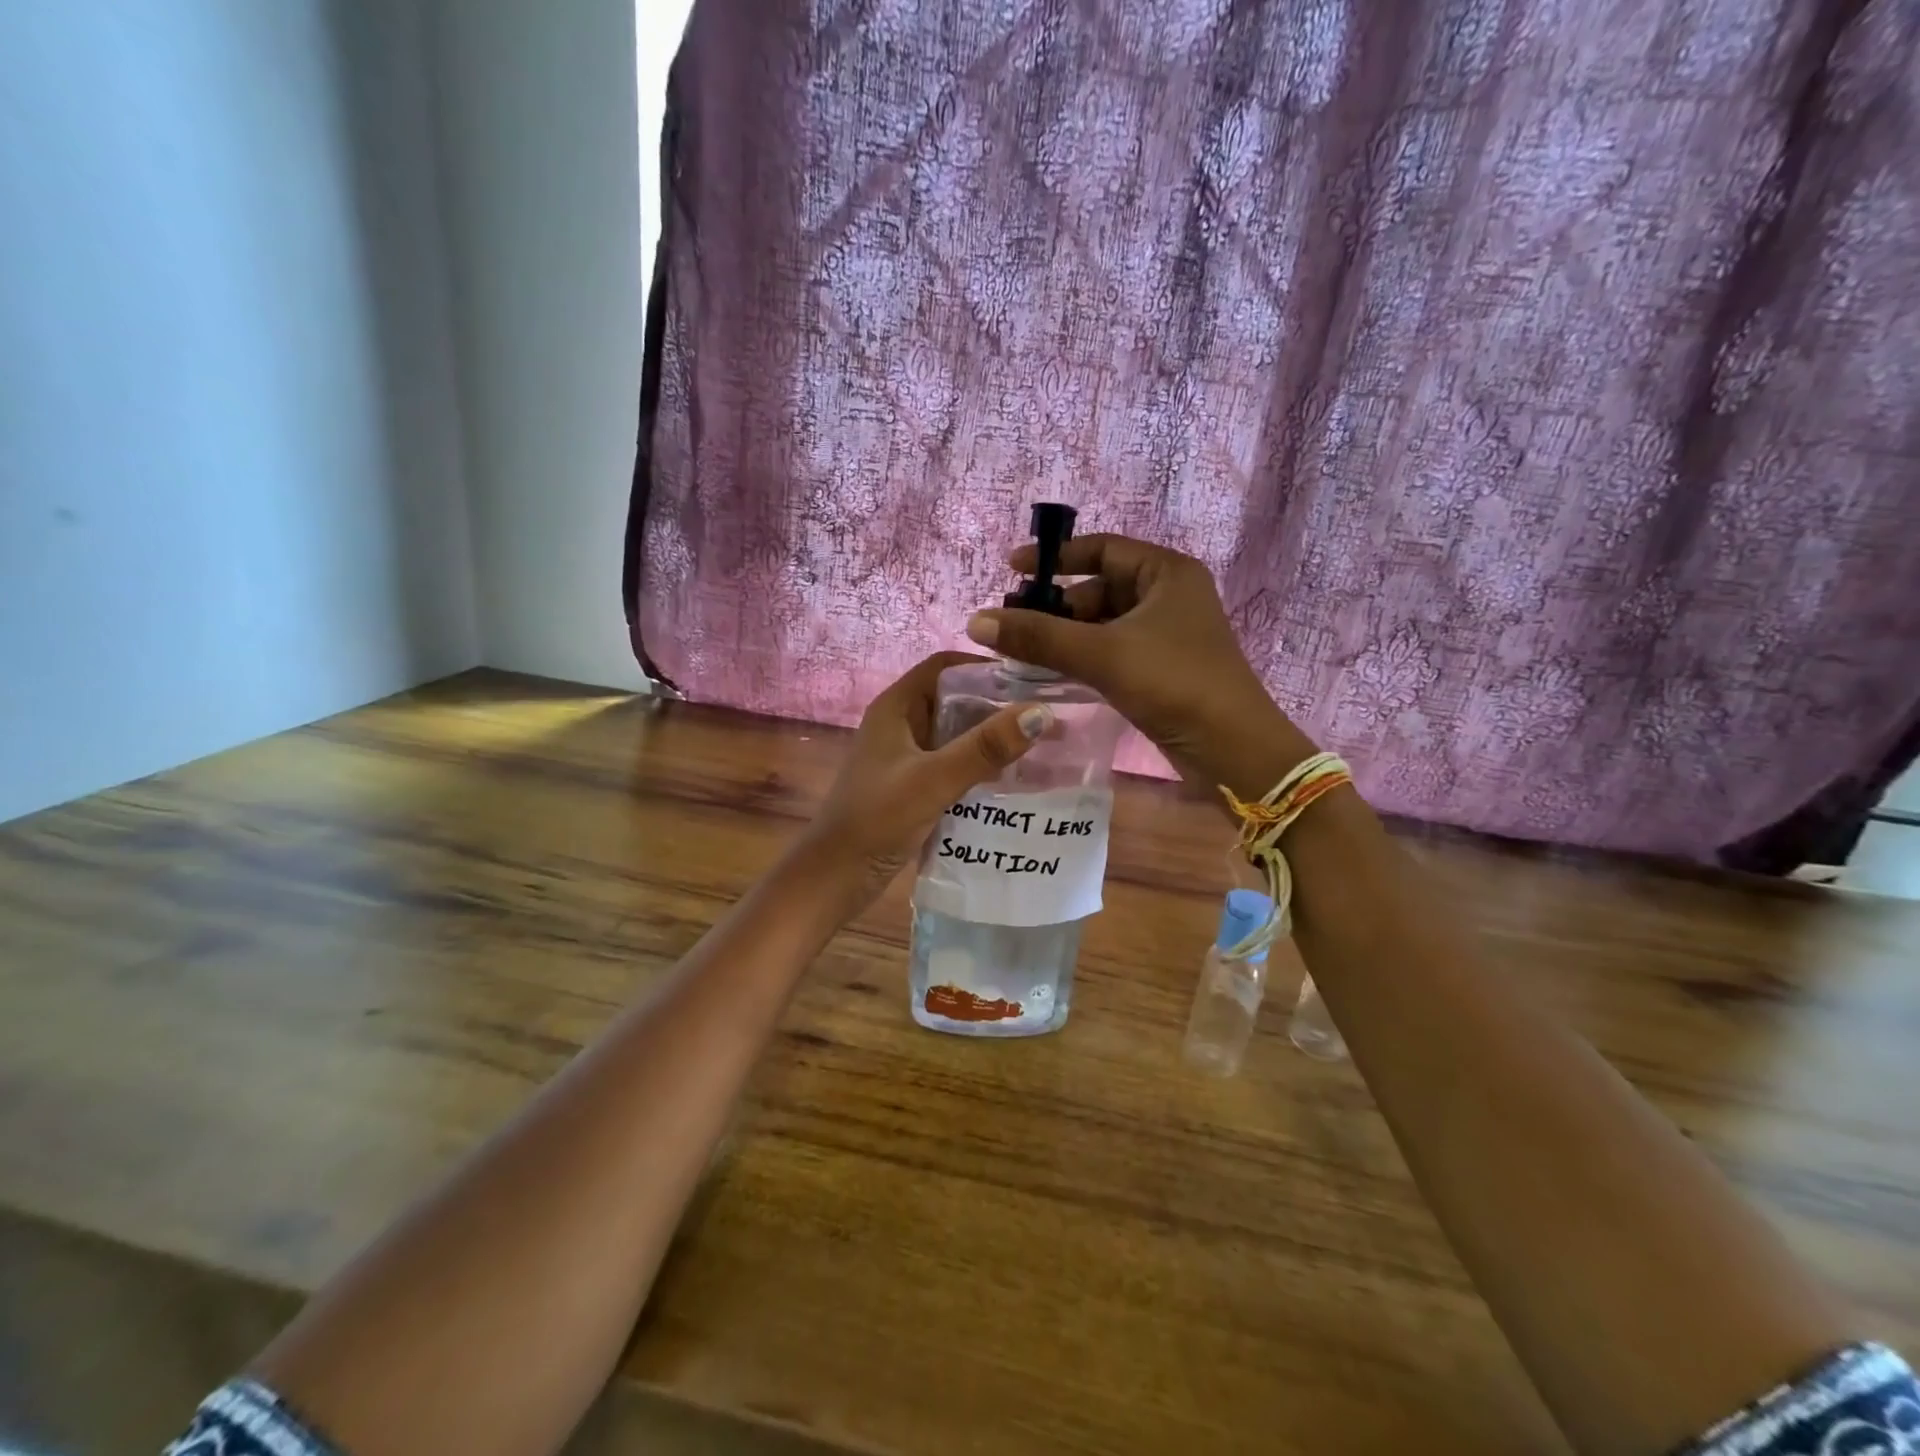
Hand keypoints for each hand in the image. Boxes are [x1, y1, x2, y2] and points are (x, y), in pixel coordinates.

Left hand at [795, 652, 1050, 905]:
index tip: (1031, 678)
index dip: (984, 667)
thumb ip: (984, 747)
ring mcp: (906, 758)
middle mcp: (901, 726)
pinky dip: (981, 766)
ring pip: (956, 735)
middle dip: (997, 705)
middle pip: (954, 700)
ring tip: (1040, 745)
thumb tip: (1041, 712)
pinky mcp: (913, 787)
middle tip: (1047, 715)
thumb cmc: (877, 819)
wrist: (835, 877)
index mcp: (896, 708)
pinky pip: (954, 765)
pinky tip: (1014, 780)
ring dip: (991, 738)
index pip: (944, 667)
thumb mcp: (933, 779)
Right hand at [963, 534, 1314, 795]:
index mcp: (1166, 574)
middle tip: (1012, 624)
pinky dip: (1081, 657)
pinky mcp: (1161, 669)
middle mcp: (1168, 596)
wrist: (1233, 750)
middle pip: (1099, 588)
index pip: (1102, 549)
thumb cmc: (1174, 684)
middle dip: (1055, 605)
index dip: (1056, 557)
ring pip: (1103, 624)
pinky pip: (1111, 651)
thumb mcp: (1102, 654)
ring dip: (1065, 636)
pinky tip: (1050, 672)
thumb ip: (1038, 636)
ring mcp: (1166, 635)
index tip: (1013, 569)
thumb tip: (976, 621)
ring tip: (1022, 652)